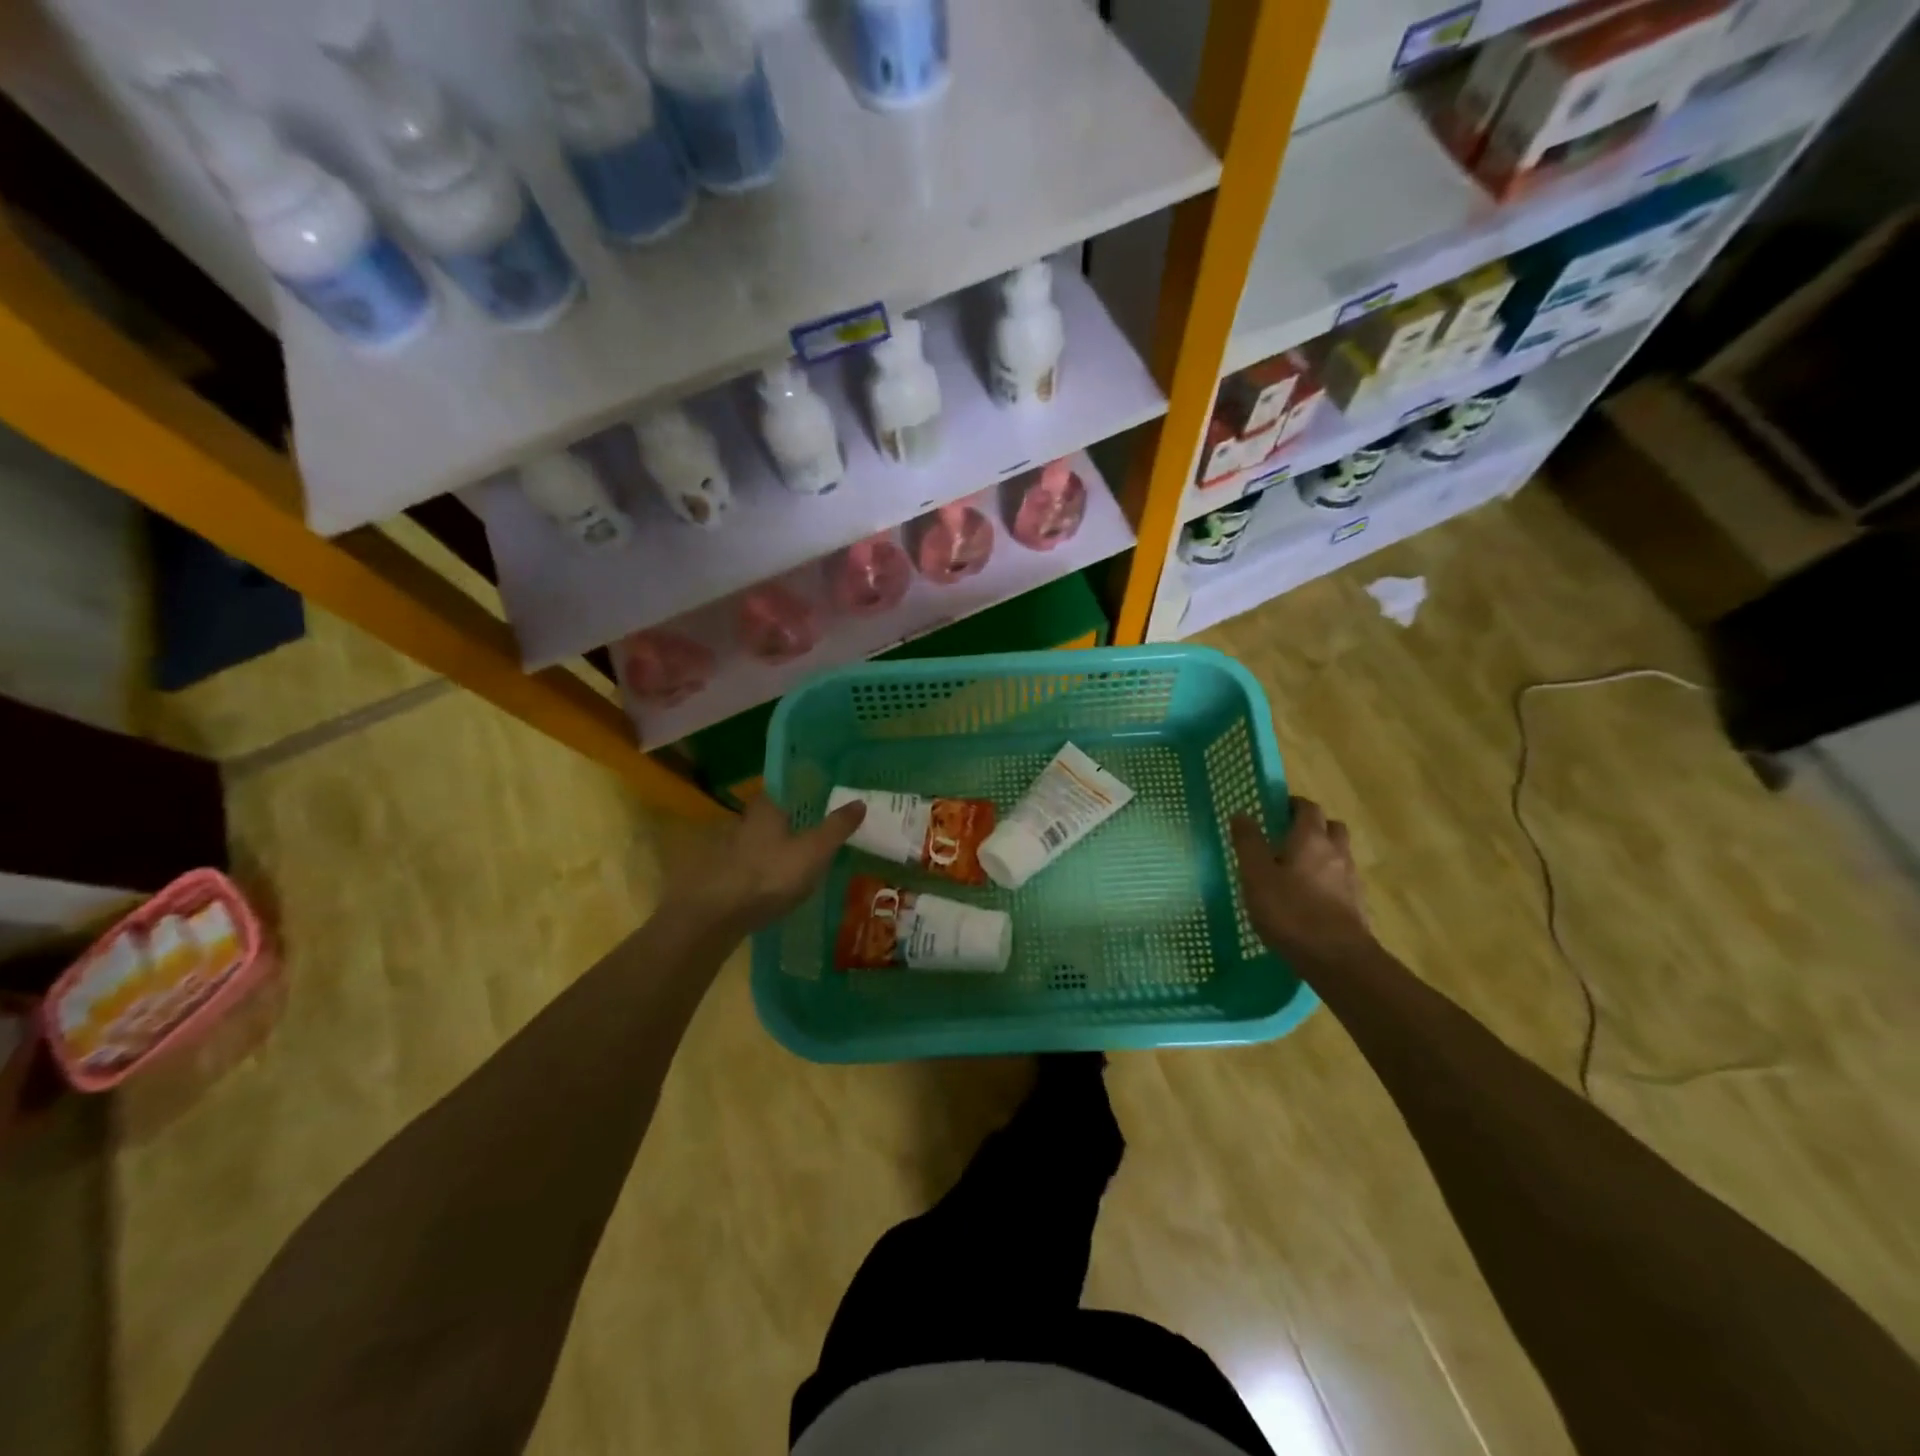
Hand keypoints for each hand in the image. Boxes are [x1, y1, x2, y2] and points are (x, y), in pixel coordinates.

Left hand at [672, 795, 864, 934]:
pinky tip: (781, 881)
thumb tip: (859, 801)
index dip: (804, 789)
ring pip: (762, 841)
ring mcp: (730, 850)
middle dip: (793, 819)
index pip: (785, 787)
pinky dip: (768, 868)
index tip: (823, 793)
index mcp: (766, 809)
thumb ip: (836, 827)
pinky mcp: (724, 877)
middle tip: (819, 825)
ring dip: (779, 846)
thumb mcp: (813, 851)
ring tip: (805, 855)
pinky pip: (753, 865)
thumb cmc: (769, 875)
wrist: (715, 917)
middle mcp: (745, 822)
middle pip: (774, 814)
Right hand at [1231, 798, 1371, 963]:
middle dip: (1313, 826)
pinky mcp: (1357, 904)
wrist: (1337, 959)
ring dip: (1322, 853)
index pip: (1308, 808)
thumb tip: (1242, 813)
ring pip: (1339, 854)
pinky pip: (1342, 880)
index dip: (1292, 805)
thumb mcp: (1256, 876)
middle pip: (1331, 827)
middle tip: (1288, 837)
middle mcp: (1336, 852)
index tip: (1275, 811)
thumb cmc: (1291, 912)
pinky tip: (1311, 898)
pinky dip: (1329, 879)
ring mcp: (1350, 879)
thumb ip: (1248, 843)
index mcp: (1310, 839)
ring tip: (1297, 869)